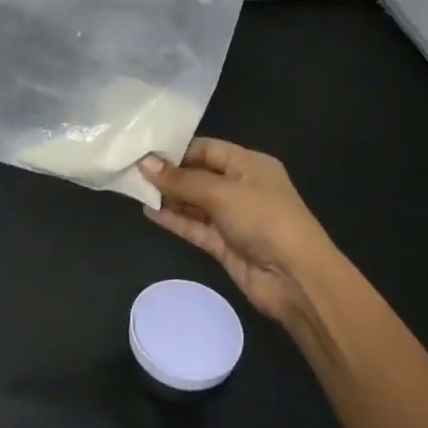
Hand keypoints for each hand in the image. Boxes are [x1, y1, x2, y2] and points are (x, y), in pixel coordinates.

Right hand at [139, 139, 334, 328]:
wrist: (295, 278)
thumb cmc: (264, 220)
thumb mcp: (221, 193)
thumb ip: (181, 180)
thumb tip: (144, 163)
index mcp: (249, 165)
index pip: (207, 148)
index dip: (176, 149)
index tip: (142, 149)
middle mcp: (241, 187)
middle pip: (198, 175)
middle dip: (168, 173)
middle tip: (131, 169)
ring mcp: (232, 217)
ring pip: (194, 202)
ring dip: (168, 197)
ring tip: (133, 189)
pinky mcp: (223, 243)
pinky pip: (194, 226)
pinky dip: (173, 219)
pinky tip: (148, 212)